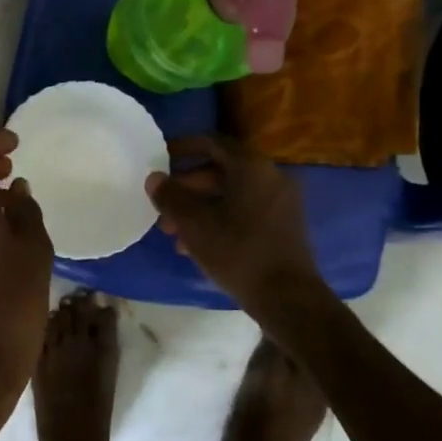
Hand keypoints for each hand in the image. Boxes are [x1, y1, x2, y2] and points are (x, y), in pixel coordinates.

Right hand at [146, 135, 324, 315]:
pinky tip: (197, 245)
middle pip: (221, 170)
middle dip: (188, 187)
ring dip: (200, 207)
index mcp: (251, 167)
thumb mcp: (194, 225)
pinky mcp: (283, 225)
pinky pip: (246, 210)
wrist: (287, 297)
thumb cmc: (238, 252)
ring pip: (232, 194)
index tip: (160, 158)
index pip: (212, 143)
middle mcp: (270, 176)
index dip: (183, 147)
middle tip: (163, 205)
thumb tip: (154, 178)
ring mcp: (281, 201)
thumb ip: (171, 197)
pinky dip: (220, 218)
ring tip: (173, 232)